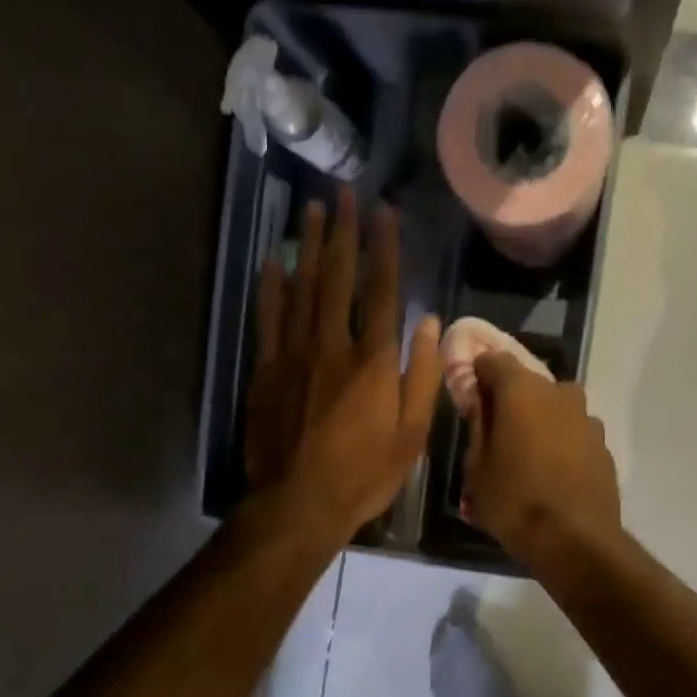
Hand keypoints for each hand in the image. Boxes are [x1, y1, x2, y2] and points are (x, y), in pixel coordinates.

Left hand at [245, 189, 441, 539]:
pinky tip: (273, 261)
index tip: (383, 211)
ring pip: (301, 288)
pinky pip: (268, 318)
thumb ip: (421, 376)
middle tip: (343, 193)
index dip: (383, 247)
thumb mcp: (412, 435)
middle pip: (337, 277)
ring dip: (307, 246)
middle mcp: (333, 345)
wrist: (298, 504)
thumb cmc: (365, 474)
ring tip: (311, 210)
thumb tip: (429, 324)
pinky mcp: (267, 370)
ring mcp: (294, 354)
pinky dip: (271, 286)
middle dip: (342, 232)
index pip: (381, 290)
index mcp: (374, 361)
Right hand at [462, 351, 620, 561]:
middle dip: (511, 399)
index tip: (470, 393)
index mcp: (522, 391)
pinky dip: (562, 442)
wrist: (575, 540)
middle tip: (496, 430)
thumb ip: (477, 425)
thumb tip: (479, 401)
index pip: (494, 360)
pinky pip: (574, 433)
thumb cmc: (514, 501)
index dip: (479, 373)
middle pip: (528, 383)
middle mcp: (559, 394)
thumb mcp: (477, 467)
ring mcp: (587, 419)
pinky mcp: (604, 446)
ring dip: (540, 420)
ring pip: (556, 408)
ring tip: (526, 455)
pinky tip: (552, 472)